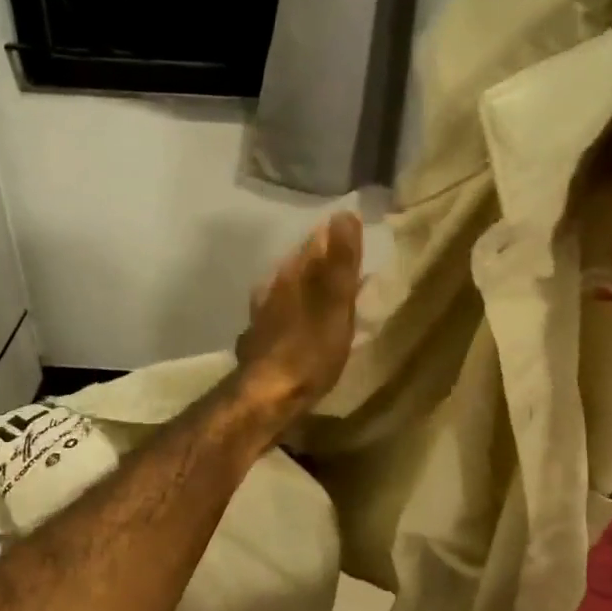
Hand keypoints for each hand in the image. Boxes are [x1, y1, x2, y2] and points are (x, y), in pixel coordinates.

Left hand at [234, 211, 362, 424]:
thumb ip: (341, 262)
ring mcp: (262, 317)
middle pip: (299, 266)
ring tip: (327, 292)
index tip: (352, 230)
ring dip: (306, 287)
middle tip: (346, 262)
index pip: (314, 243)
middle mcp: (272, 289)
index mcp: (292, 276)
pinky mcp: (259, 343)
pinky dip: (296, 313)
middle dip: (320, 261)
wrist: (266, 397)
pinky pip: (282, 316)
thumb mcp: (334, 304)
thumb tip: (344, 213)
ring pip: (287, 291)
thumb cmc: (308, 350)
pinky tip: (300, 324)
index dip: (333, 236)